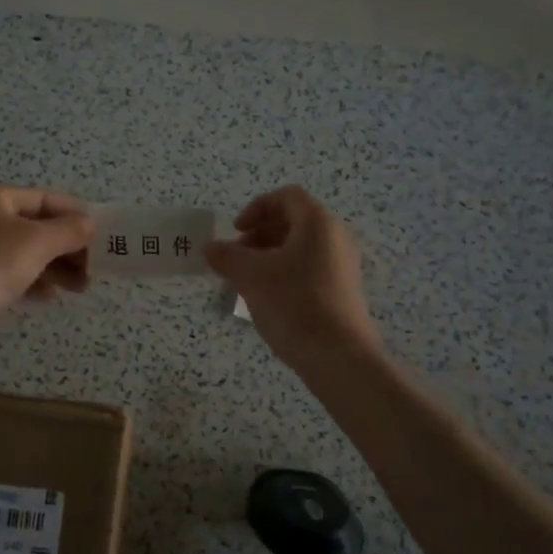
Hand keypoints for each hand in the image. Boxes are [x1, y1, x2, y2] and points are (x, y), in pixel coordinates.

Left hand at [0, 186, 93, 339]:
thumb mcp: (36, 243)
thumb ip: (69, 231)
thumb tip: (90, 224)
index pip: (45, 199)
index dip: (76, 215)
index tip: (104, 236)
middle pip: (37, 226)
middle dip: (68, 246)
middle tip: (95, 268)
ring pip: (26, 251)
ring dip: (56, 267)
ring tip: (81, 287)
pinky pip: (11, 272)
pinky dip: (33, 281)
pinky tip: (50, 296)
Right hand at [205, 187, 378, 366]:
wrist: (338, 356)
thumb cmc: (294, 304)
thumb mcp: (252, 276)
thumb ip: (227, 256)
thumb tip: (211, 248)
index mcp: (318, 223)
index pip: (286, 197)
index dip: (256, 208)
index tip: (236, 231)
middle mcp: (335, 238)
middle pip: (293, 222)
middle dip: (259, 234)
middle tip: (236, 257)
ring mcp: (342, 265)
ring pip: (299, 248)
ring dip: (268, 256)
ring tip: (245, 281)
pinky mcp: (342, 290)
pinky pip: (308, 268)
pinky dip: (284, 273)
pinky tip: (266, 299)